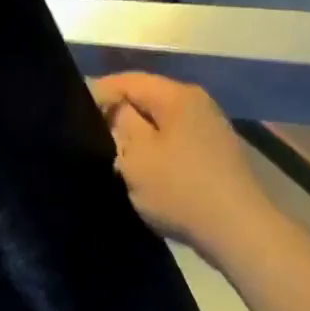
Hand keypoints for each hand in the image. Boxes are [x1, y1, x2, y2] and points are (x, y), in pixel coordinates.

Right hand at [89, 72, 275, 263]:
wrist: (236, 229)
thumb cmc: (180, 189)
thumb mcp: (137, 156)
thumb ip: (121, 124)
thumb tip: (116, 108)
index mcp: (178, 96)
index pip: (129, 81)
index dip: (98, 93)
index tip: (73, 114)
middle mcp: (198, 104)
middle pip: (148, 100)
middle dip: (118, 116)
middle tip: (88, 138)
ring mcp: (210, 130)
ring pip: (161, 124)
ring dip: (137, 138)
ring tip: (112, 157)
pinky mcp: (215, 156)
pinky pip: (175, 144)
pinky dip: (156, 153)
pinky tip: (143, 173)